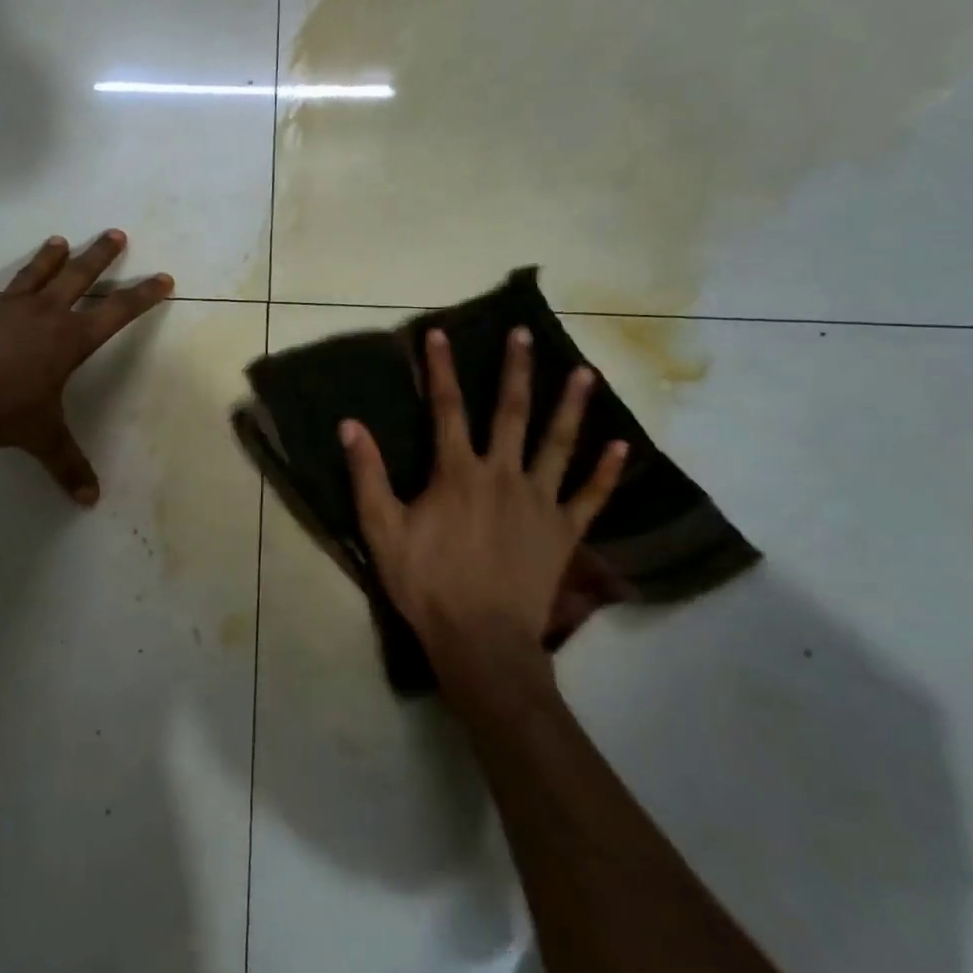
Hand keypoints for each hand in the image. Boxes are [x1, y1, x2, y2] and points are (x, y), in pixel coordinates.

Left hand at [0, 231, 171, 502]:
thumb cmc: (1, 408)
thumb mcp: (41, 437)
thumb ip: (67, 464)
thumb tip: (90, 500)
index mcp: (69, 339)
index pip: (117, 312)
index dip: (142, 296)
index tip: (162, 278)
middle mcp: (42, 314)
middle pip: (78, 276)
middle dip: (99, 256)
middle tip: (114, 234)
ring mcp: (5, 309)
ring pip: (34, 274)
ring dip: (49, 258)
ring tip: (59, 240)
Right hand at [340, 326, 627, 701]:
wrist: (481, 640)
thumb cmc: (425, 583)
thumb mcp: (381, 529)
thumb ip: (367, 475)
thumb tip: (350, 424)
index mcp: (457, 472)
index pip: (446, 408)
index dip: (441, 369)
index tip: (440, 333)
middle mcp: (502, 474)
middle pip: (511, 412)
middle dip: (515, 369)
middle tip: (524, 334)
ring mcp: (539, 501)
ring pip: (558, 444)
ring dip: (571, 406)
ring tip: (585, 372)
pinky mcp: (563, 532)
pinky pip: (590, 496)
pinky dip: (606, 472)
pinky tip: (621, 446)